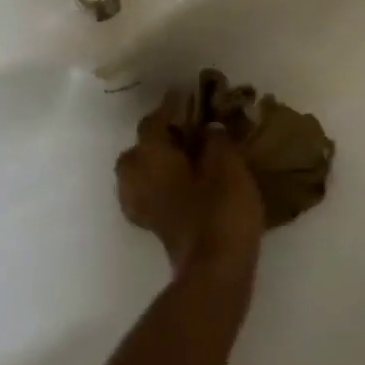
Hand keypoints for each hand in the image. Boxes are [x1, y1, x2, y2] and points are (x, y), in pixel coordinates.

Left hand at [116, 104, 264, 277]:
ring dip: (156, 162)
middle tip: (183, 129)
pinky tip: (184, 184)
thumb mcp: (227, 164)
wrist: (216, 270)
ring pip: (139, 174)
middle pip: (137, 150)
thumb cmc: (220, 209)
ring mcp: (142, 207)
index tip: (185, 94)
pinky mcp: (154, 227)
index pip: (154, 122)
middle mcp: (137, 179)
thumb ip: (215, 140)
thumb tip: (208, 128)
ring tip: (183, 156)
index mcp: (151, 157)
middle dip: (156, 137)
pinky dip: (161, 184)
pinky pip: (150, 193)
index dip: (170, 106)